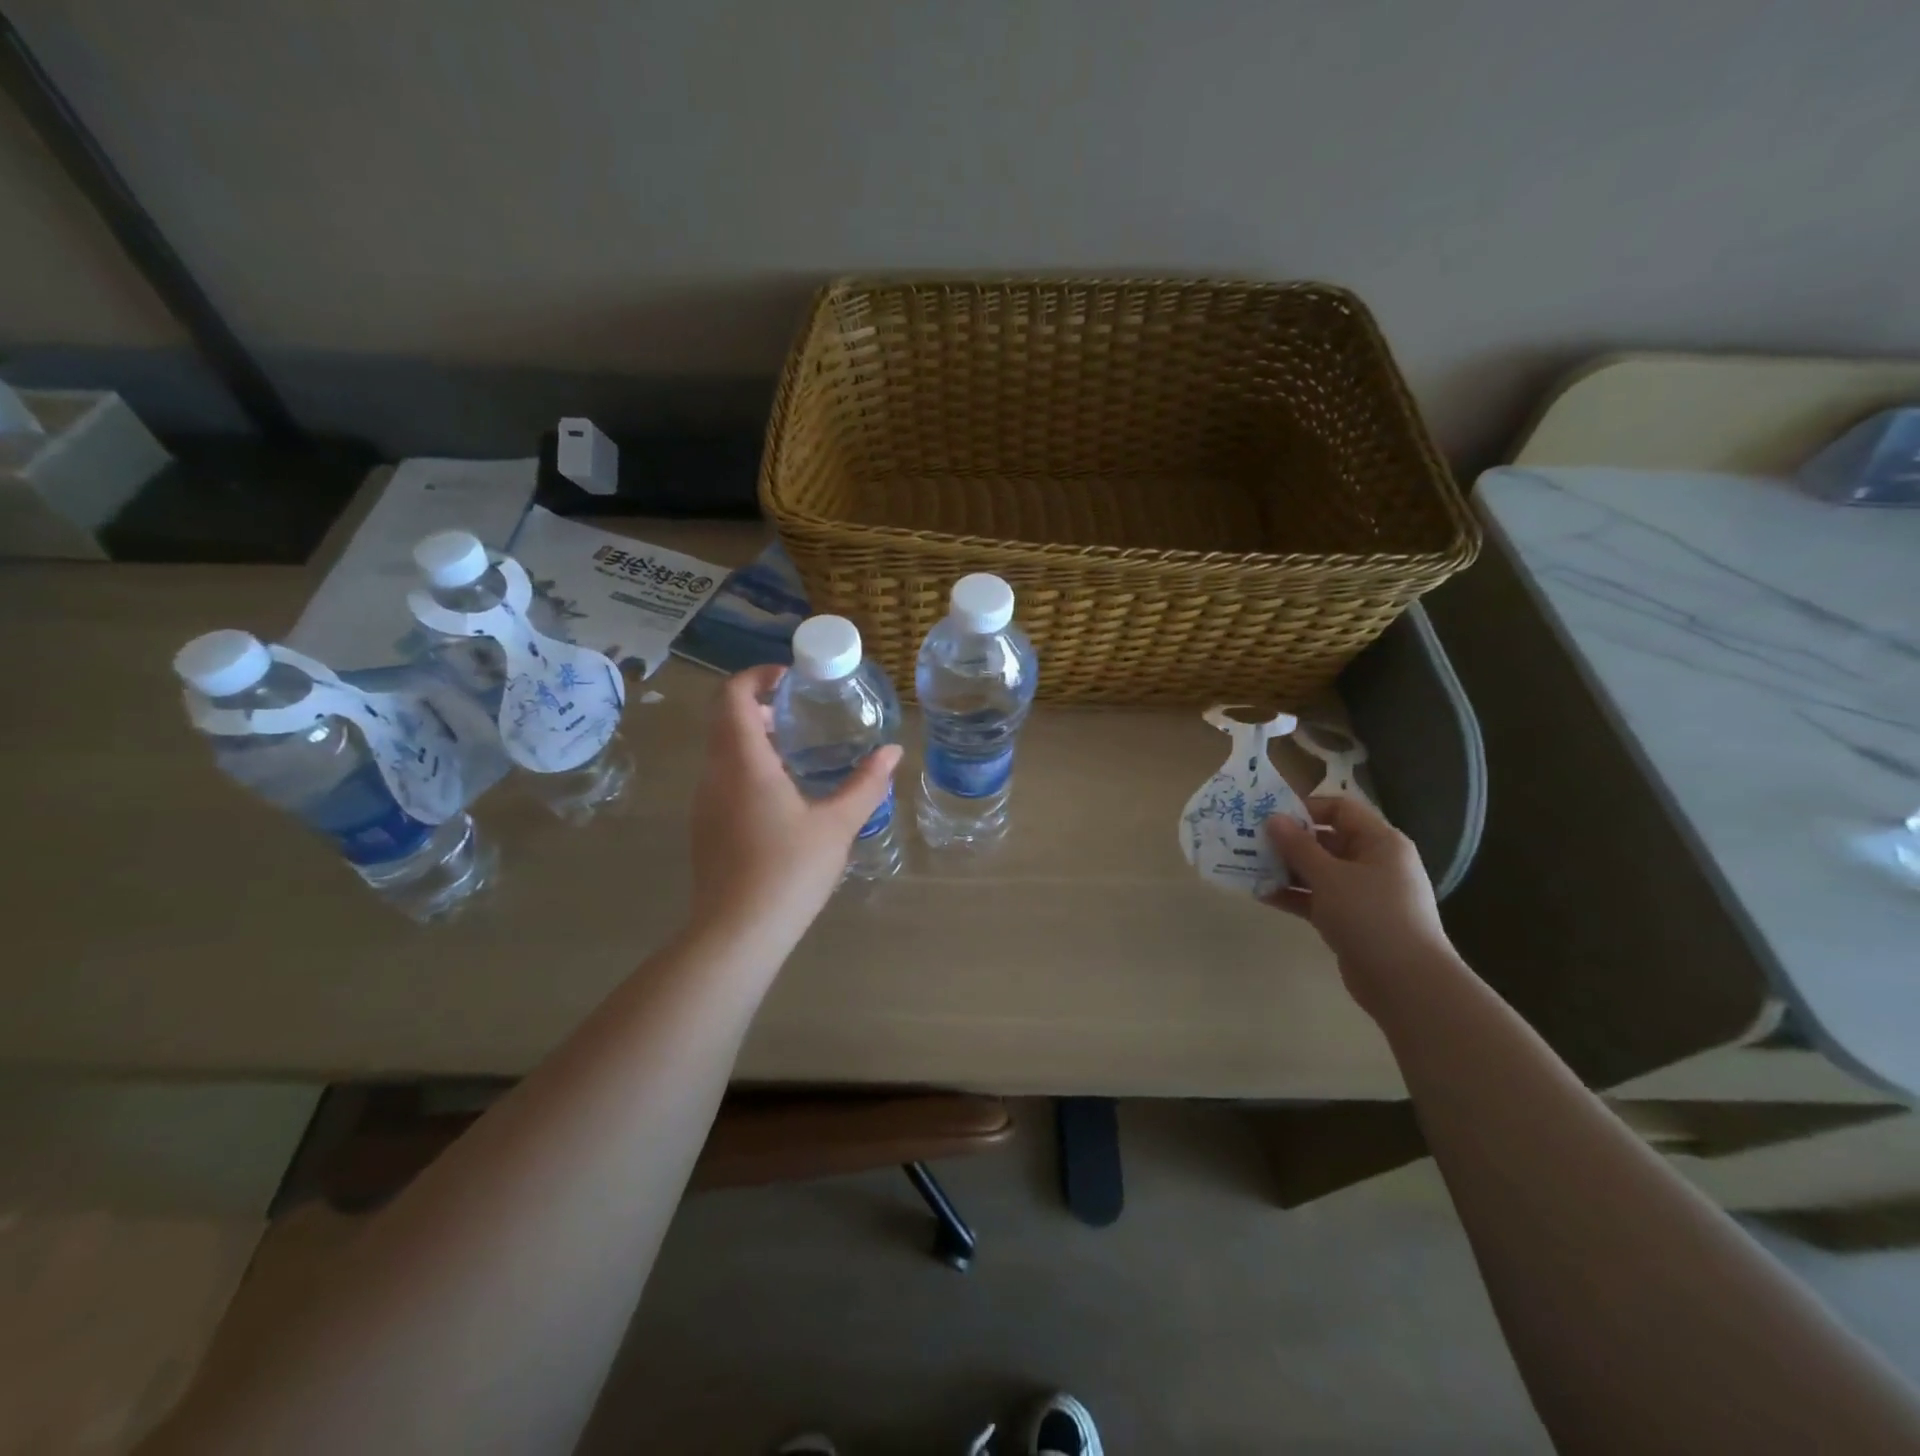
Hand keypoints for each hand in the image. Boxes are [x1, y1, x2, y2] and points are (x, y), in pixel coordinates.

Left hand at [685, 665, 901, 952]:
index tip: (789, 677)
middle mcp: (714, 775)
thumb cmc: (789, 871)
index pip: (733, 696)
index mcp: (743, 762)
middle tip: (797, 711)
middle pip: (724, 719)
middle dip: (757, 705)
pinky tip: (781, 796)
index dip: (756, 676)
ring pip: (721, 751)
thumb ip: (866, 784)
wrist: (737, 933)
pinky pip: (721, 779)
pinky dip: (746, 767)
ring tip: (794, 751)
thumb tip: (894, 752)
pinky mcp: (705, 828)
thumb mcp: (837, 825)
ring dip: (751, 738)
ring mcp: (704, 803)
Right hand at [1265, 797, 1455, 1014]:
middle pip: (1326, 840)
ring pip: (1318, 871)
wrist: (1406, 983)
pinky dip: (1293, 895)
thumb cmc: (1370, 915)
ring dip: (1286, 869)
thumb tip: (1272, 819)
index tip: (1270, 817)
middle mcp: (1374, 862)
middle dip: (1288, 841)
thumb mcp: (1329, 876)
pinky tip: (1262, 895)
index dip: (1305, 809)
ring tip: (1249, 868)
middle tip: (1250, 842)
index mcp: (1379, 842)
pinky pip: (1318, 898)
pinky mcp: (1351, 919)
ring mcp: (1363, 893)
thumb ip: (1297, 846)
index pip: (1340, 809)